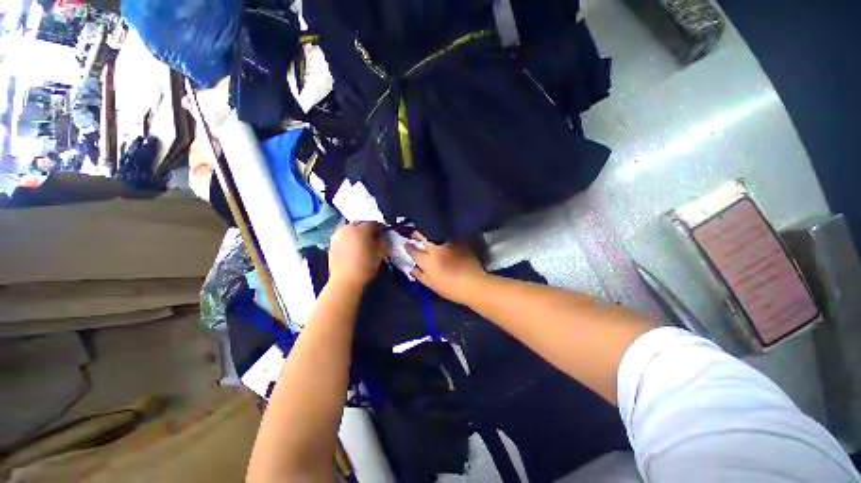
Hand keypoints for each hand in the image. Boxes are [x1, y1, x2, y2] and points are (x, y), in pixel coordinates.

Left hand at [328, 222, 388, 288]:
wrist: (345, 280)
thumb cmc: (365, 266)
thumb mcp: (380, 253)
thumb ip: (383, 241)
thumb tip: (383, 236)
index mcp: (361, 229)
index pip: (373, 223)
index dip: (381, 227)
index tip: (385, 232)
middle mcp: (348, 228)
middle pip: (360, 223)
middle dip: (367, 227)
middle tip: (374, 235)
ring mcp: (338, 235)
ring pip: (350, 228)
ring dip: (357, 231)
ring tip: (363, 240)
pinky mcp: (332, 243)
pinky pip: (344, 235)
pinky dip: (350, 237)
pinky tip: (354, 245)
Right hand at [405, 232, 486, 303]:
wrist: (474, 285)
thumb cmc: (451, 288)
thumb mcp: (432, 285)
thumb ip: (420, 275)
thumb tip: (411, 267)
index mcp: (427, 261)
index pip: (413, 250)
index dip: (408, 246)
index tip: (407, 243)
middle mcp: (436, 248)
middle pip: (422, 235)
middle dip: (416, 233)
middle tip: (415, 235)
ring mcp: (448, 243)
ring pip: (434, 231)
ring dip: (429, 231)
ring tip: (427, 233)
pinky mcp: (459, 240)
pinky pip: (447, 233)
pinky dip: (442, 233)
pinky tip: (442, 236)